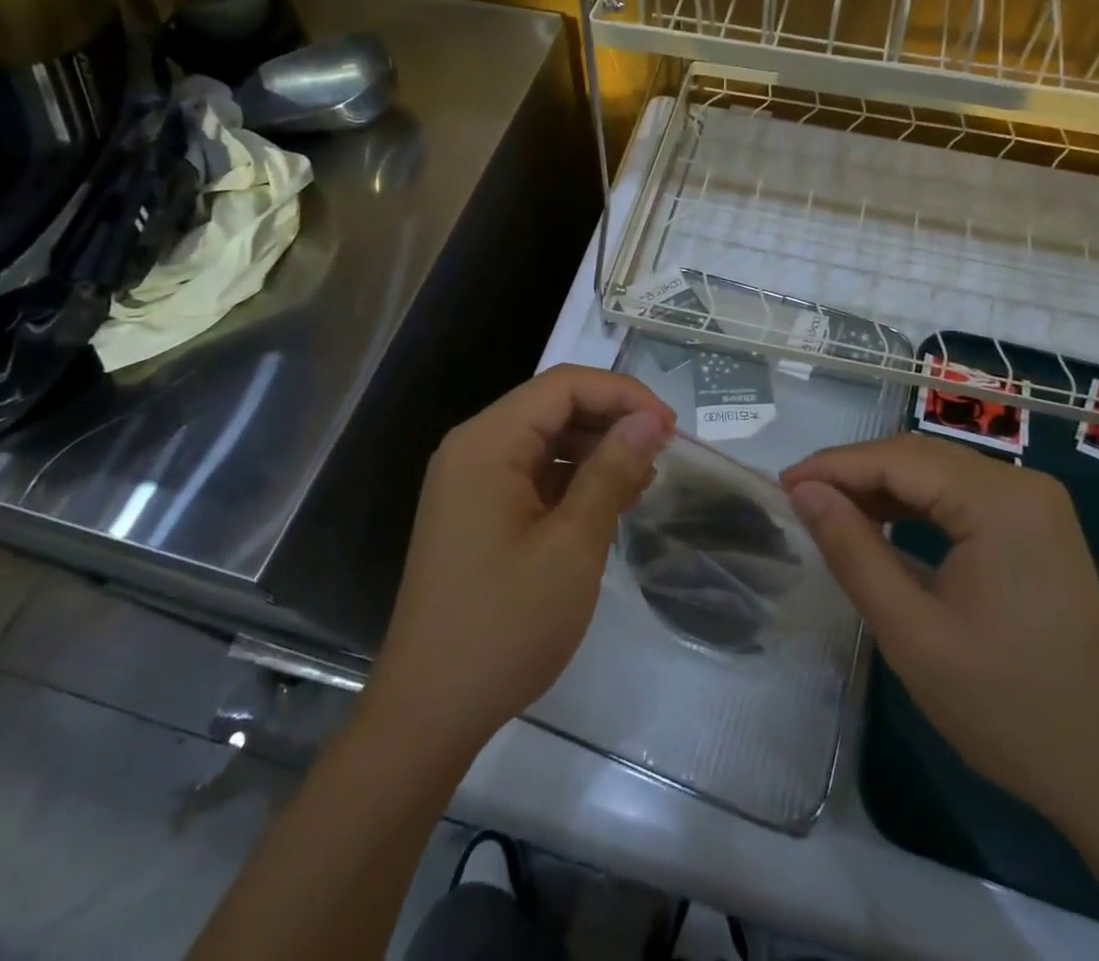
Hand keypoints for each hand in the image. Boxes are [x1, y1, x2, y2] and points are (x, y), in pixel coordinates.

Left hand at [365, 365, 674, 759]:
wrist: (429, 712)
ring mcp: (471, 481)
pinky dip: (574, 478)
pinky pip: (533, 473)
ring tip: (645, 478)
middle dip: (611, 419)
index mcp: (487, 443)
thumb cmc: (504, 626)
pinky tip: (610, 501)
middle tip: (664, 451)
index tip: (669, 427)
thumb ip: (611, 472)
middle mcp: (473, 448)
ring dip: (596, 449)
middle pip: (552, 406)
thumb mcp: (572, 546)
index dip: (622, 394)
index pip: (563, 385)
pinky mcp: (477, 511)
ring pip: (545, 439)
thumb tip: (649, 420)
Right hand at [782, 434, 1098, 830]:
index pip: (899, 460)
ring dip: (882, 487)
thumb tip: (804, 491)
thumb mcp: (911, 633)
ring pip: (938, 473)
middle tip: (799, 498)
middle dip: (854, 472)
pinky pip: (961, 496)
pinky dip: (915, 505)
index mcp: (1001, 502)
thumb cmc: (1006, 708)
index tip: (782, 484)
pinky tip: (881, 523)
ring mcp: (1035, 505)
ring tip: (829, 510)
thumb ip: (852, 551)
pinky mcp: (1036, 527)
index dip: (834, 466)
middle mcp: (1023, 485)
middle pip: (919, 457)